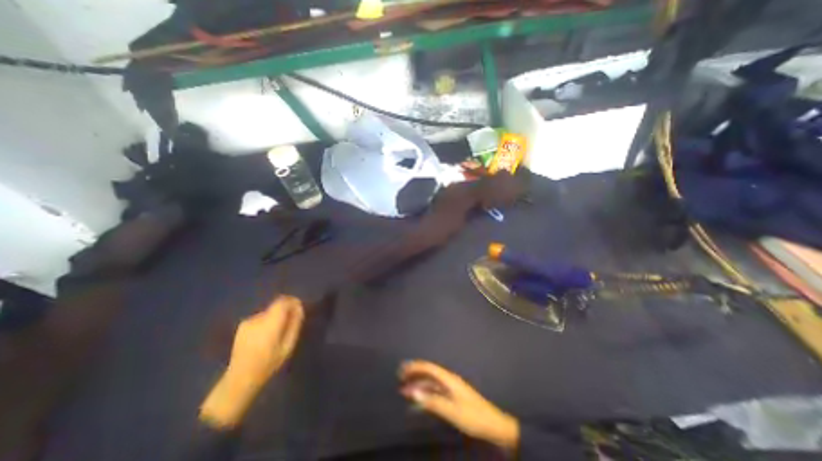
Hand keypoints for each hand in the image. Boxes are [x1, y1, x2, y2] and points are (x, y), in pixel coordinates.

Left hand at [227, 296, 304, 381]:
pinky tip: (265, 336)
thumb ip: (295, 324)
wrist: (240, 378)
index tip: (299, 308)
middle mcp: (258, 318)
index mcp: (270, 323)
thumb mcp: (288, 345)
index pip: (282, 301)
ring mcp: (248, 321)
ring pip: (269, 312)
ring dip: (275, 317)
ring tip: (277, 332)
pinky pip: (260, 318)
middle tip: (290, 323)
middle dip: (285, 311)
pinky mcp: (242, 326)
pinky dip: (266, 322)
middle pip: (276, 306)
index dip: (292, 301)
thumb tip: (299, 309)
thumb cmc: (269, 363)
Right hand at [400, 360, 518, 449]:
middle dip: (415, 373)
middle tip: (400, 377)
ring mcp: (451, 388)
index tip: (402, 368)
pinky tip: (419, 400)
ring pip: (431, 382)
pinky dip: (425, 393)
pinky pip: (435, 391)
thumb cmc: (473, 416)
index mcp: (449, 379)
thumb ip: (432, 401)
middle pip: (429, 373)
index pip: (429, 368)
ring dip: (418, 384)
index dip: (415, 366)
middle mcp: (449, 380)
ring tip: (405, 389)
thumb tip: (414, 391)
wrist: (493, 425)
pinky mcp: (453, 397)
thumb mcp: (451, 411)